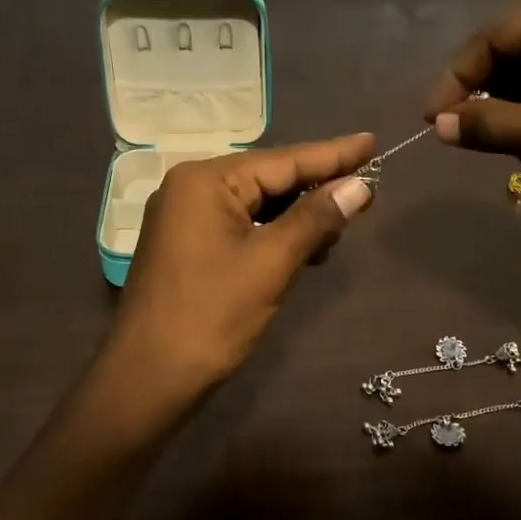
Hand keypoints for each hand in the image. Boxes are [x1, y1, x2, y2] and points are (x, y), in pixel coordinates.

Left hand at [110, 134, 375, 396]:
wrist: (149, 377)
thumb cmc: (211, 316)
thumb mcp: (271, 263)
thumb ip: (316, 219)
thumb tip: (360, 186)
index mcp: (206, 181)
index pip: (283, 160)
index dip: (333, 154)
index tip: (372, 142)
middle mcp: (191, 188)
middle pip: (269, 178)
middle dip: (317, 188)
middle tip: (366, 191)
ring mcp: (186, 218)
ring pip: (257, 205)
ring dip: (299, 216)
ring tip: (340, 228)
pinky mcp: (189, 246)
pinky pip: (242, 226)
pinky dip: (276, 235)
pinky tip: (306, 249)